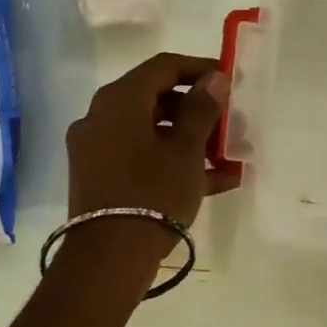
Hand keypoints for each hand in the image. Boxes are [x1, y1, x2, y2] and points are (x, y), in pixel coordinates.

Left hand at [67, 53, 240, 233]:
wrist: (108, 259)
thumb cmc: (153, 192)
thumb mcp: (186, 150)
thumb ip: (202, 109)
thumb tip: (215, 79)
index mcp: (119, 100)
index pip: (163, 66)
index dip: (200, 68)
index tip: (229, 80)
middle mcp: (101, 117)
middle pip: (156, 98)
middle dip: (197, 108)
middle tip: (229, 122)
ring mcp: (97, 149)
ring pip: (151, 130)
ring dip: (190, 138)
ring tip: (227, 155)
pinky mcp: (99, 177)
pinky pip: (141, 156)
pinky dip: (172, 160)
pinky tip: (214, 180)